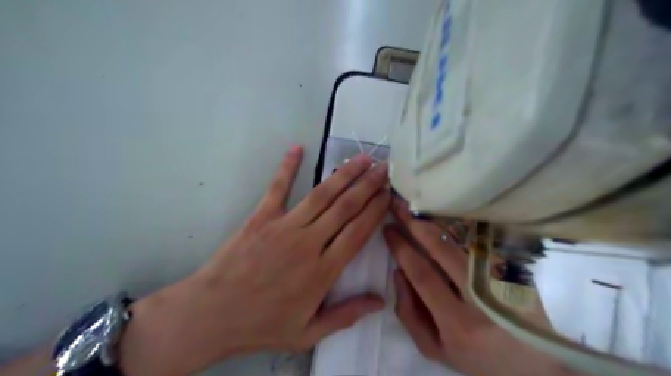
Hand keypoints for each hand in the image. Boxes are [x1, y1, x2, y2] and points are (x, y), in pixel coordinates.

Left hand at [119, 146, 390, 375]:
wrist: (211, 314)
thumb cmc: (262, 325)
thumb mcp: (308, 333)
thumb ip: (346, 315)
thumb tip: (380, 301)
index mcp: (323, 271)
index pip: (358, 232)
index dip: (375, 211)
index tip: (388, 194)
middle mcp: (308, 243)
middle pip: (345, 208)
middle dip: (368, 186)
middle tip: (383, 168)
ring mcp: (284, 226)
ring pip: (322, 195)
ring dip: (344, 175)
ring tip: (361, 158)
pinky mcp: (261, 217)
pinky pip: (277, 188)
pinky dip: (288, 167)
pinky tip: (297, 148)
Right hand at [386, 198, 573, 373]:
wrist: (534, 365)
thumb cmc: (475, 358)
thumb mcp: (433, 348)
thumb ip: (408, 312)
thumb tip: (398, 272)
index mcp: (458, 322)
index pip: (422, 273)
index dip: (401, 247)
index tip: (387, 229)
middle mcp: (481, 297)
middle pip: (442, 248)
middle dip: (414, 223)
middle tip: (397, 205)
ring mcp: (502, 279)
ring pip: (462, 239)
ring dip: (435, 219)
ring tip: (417, 205)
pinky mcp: (515, 269)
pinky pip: (480, 240)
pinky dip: (458, 225)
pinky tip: (443, 214)